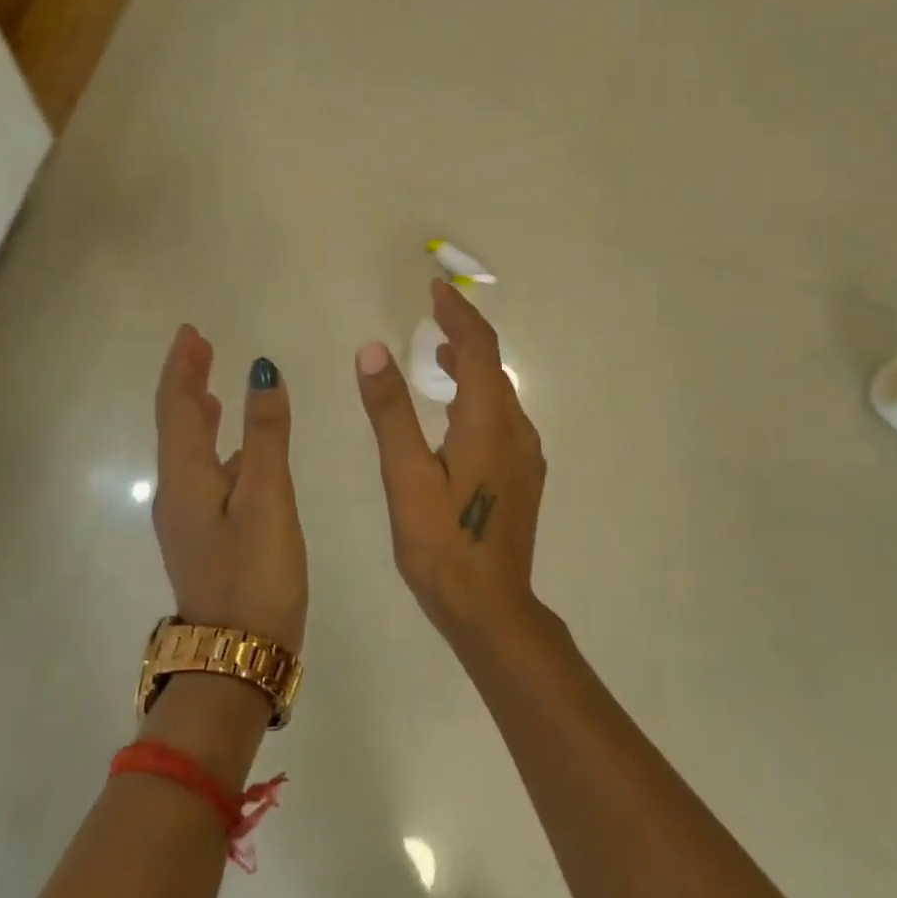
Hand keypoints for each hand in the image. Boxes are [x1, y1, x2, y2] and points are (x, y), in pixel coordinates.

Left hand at [152, 326, 307, 651]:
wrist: (236, 659)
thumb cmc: (254, 574)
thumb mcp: (267, 497)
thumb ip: (266, 435)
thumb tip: (263, 371)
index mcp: (185, 478)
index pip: (175, 406)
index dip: (181, 366)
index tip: (192, 332)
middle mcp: (176, 494)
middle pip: (175, 425)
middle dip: (185, 383)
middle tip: (202, 348)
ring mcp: (187, 519)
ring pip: (187, 451)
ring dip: (196, 414)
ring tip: (211, 388)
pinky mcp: (203, 538)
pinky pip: (202, 475)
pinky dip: (214, 447)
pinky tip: (236, 451)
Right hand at [355, 281, 546, 643]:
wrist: (491, 609)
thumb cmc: (442, 544)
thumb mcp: (406, 475)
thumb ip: (390, 410)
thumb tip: (372, 348)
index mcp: (489, 421)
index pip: (479, 348)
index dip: (457, 313)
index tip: (434, 288)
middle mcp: (516, 429)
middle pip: (493, 364)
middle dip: (463, 332)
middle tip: (431, 312)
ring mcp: (524, 454)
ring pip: (498, 391)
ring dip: (470, 364)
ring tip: (437, 351)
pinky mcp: (522, 474)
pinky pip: (500, 415)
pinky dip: (477, 394)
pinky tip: (454, 408)